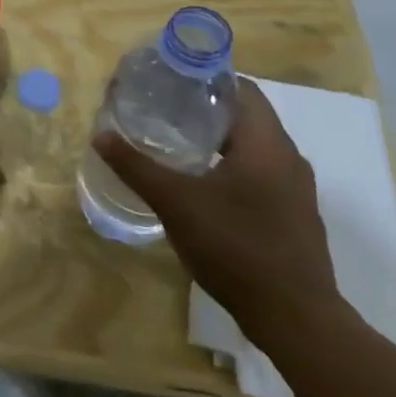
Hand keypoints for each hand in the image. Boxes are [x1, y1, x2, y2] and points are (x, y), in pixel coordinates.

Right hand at [99, 77, 341, 347]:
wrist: (295, 319)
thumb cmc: (235, 247)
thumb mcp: (175, 202)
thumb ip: (136, 165)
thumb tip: (100, 135)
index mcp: (266, 144)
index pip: (241, 87)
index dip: (205, 77)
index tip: (168, 79)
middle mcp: (287, 158)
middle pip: (245, 114)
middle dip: (202, 107)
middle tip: (159, 107)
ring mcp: (295, 189)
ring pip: (252, 145)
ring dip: (216, 137)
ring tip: (172, 140)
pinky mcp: (293, 214)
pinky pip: (259, 171)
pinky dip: (228, 164)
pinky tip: (198, 181)